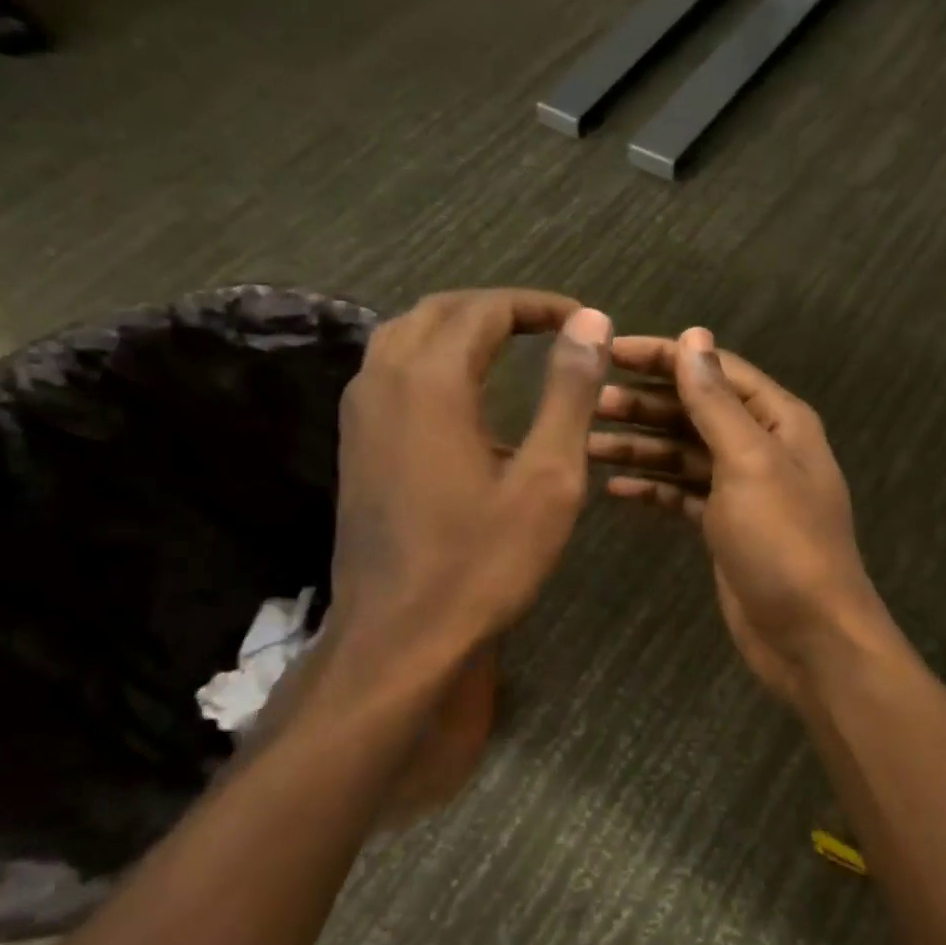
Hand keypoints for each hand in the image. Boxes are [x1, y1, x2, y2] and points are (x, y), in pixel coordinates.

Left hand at [317, 289, 612, 720]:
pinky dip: (433, 358)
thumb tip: (590, 322)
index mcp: (430, 382)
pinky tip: (466, 394)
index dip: (539, 306)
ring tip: (512, 346)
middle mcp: (384, 381)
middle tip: (553, 328)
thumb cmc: (482, 562)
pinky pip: (390, 371)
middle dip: (499, 310)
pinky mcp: (355, 444)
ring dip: (461, 329)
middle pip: (440, 311)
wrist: (398, 638)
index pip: (485, 310)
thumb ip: (569, 392)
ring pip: (406, 336)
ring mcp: (360, 414)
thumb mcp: (547, 478)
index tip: (584, 322)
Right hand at [588, 328, 890, 708]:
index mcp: (777, 420)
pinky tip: (615, 486)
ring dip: (641, 444)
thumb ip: (716, 401)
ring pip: (683, 451)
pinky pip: (682, 492)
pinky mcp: (724, 525)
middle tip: (590, 402)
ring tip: (588, 442)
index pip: (714, 370)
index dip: (664, 356)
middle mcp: (761, 446)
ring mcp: (742, 488)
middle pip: (695, 409)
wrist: (809, 636)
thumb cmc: (783, 541)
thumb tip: (693, 338)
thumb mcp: (749, 462)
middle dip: (645, 403)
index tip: (609, 351)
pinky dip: (652, 486)